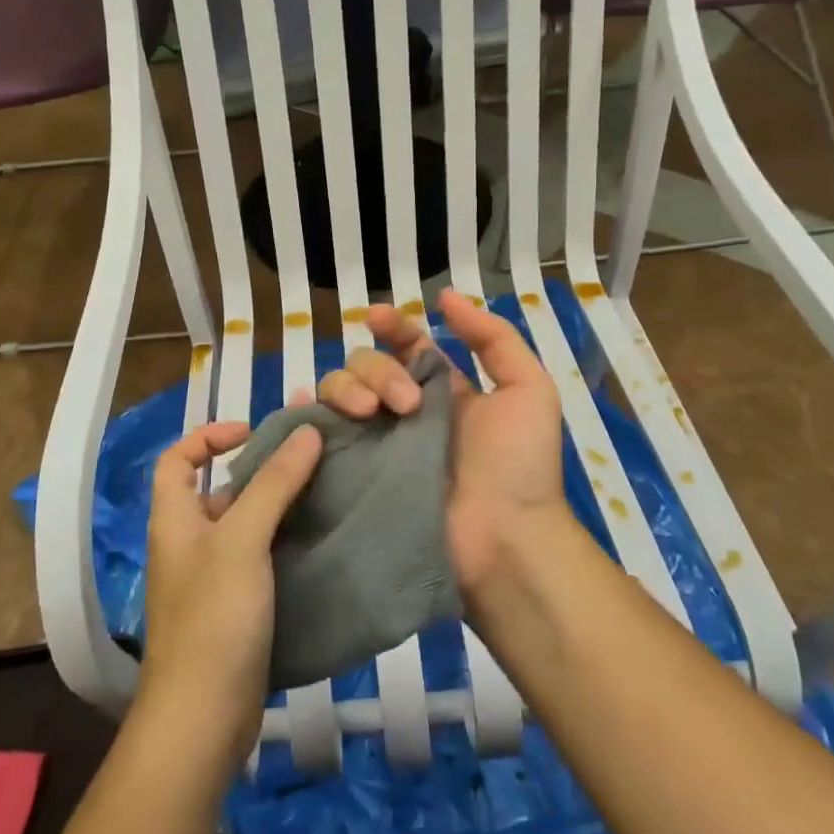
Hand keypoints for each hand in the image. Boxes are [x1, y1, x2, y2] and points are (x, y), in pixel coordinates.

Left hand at [136, 419, 323, 779]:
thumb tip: (305, 430)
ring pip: (245, 525)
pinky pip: (260, 558)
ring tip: (325, 490)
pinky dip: (286, 542)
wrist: (203, 720)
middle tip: (309, 458)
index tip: (254, 432)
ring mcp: (212, 579)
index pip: (177, 457)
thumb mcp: (242, 541)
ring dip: (279, 505)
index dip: (209, 436)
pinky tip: (321, 538)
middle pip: (218, 489)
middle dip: (259, 468)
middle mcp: (189, 543)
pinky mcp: (236, 608)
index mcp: (175, 518)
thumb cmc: (213, 618)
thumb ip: (273, 484)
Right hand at [315, 288, 570, 601]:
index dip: (392, 326)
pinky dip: (306, 416)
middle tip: (404, 403)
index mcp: (442, 390)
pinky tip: (305, 409)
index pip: (407, 345)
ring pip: (339, 391)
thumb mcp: (528, 388)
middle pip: (368, 364)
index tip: (377, 317)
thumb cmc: (520, 464)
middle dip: (377, 369)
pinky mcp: (355, 473)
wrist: (504, 537)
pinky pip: (320, 436)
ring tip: (369, 414)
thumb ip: (493, 338)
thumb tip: (447, 296)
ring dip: (346, 388)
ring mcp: (377, 442)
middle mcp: (404, 410)